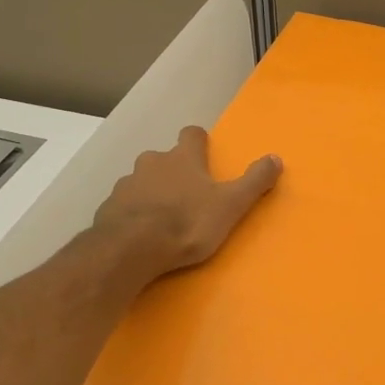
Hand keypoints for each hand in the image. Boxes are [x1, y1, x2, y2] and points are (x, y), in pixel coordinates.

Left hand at [92, 127, 281, 283]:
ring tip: (164, 217)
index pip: (191, 135)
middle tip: (187, 194)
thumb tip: (276, 157)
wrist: (130, 249)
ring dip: (152, 192)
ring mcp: (126, 185)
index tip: (204, 153)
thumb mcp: (231, 204)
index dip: (198, 142)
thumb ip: (254, 181)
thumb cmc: (187, 222)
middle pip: (164, 158)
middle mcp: (152, 163)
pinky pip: (125, 205)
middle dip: (174, 171)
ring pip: (142, 181)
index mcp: (182, 158)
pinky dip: (134, 213)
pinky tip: (141, 233)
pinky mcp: (108, 208)